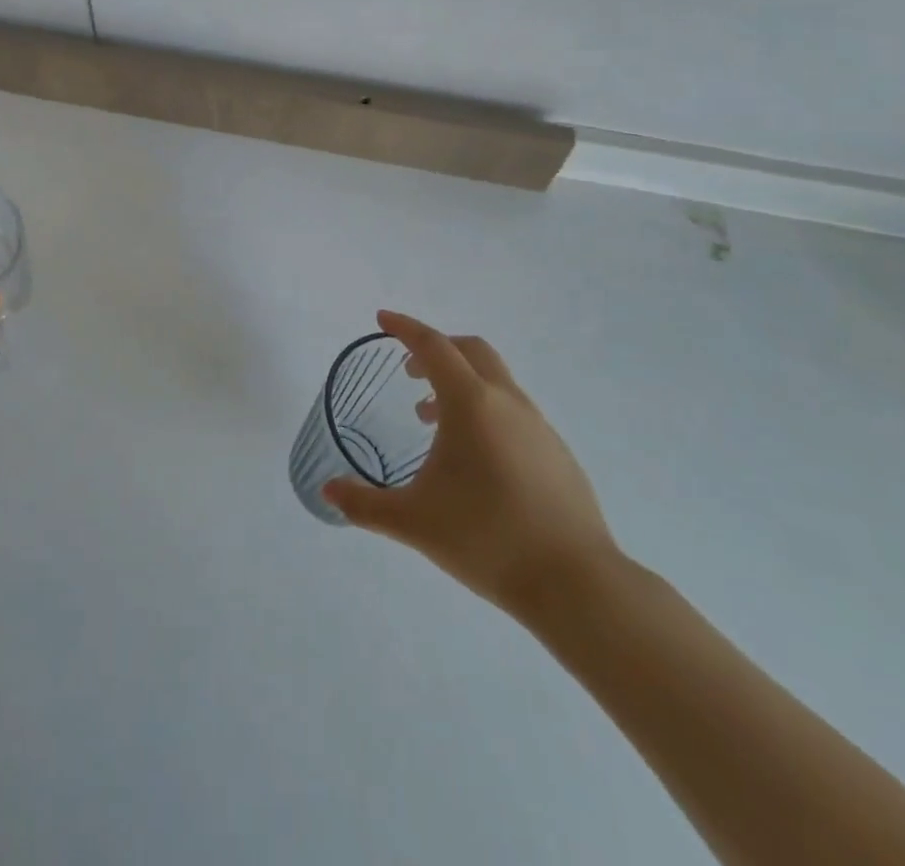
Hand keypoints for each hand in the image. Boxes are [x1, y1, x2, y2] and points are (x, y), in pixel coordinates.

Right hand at [323, 310, 620, 620]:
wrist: (577, 584)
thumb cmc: (486, 538)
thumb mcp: (413, 521)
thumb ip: (364, 505)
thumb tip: (328, 492)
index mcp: (471, 403)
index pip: (433, 346)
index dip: (405, 328)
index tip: (382, 320)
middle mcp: (507, 402)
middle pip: (471, 351)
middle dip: (437, 349)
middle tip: (409, 372)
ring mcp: (539, 427)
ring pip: (495, 382)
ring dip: (461, 384)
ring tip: (432, 421)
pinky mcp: (558, 454)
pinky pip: (514, 412)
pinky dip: (486, 412)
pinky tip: (475, 459)